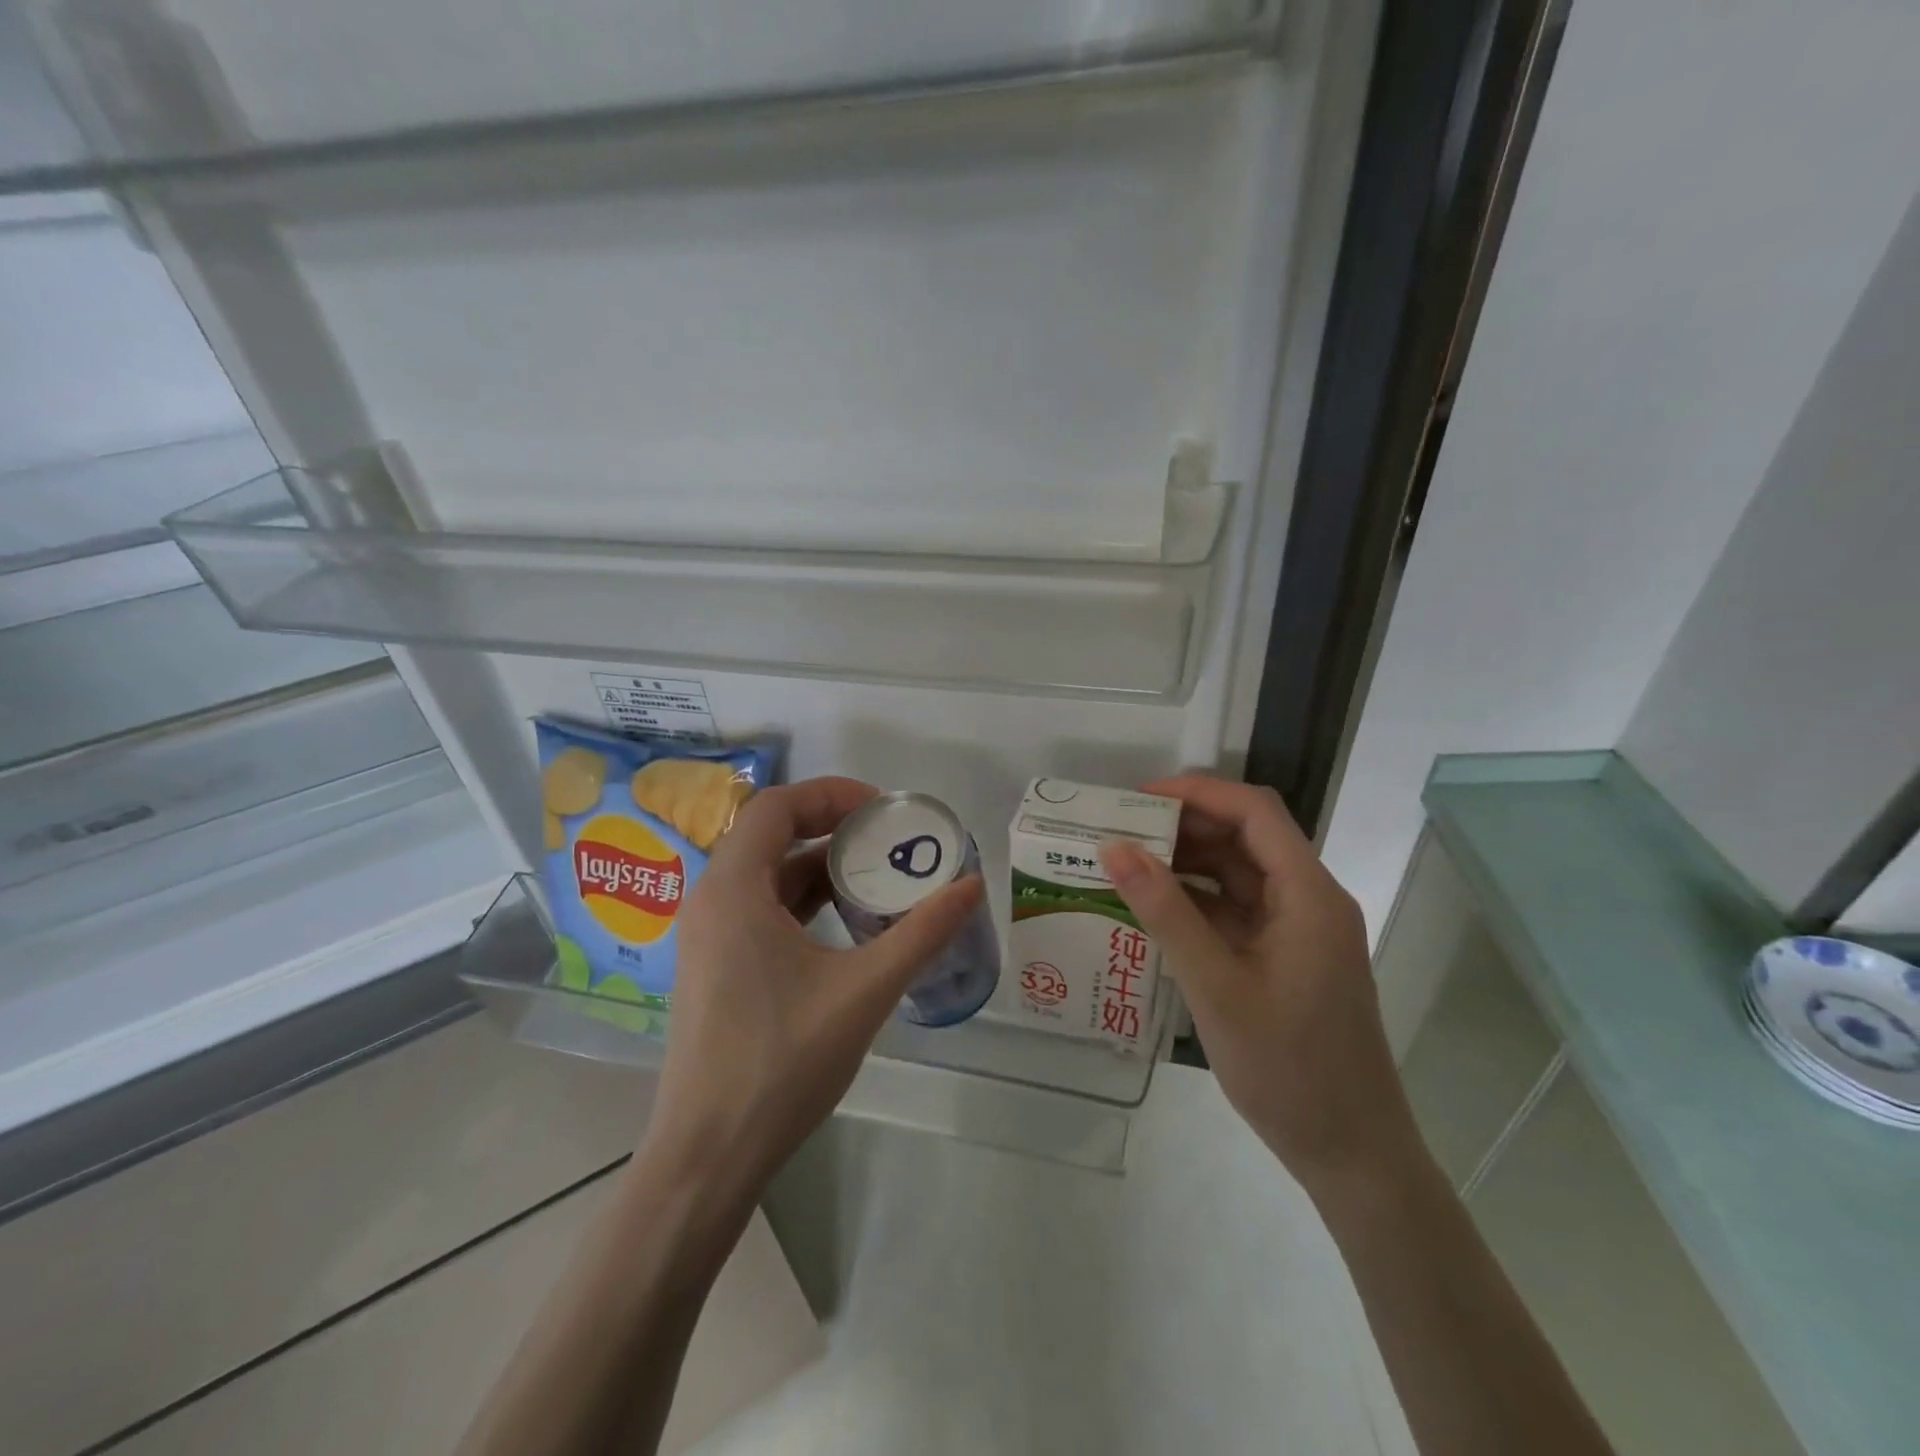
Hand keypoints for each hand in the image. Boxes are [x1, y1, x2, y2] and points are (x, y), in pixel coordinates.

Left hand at [643, 776, 983, 1199]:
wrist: (709, 1155)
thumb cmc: (782, 1062)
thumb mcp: (864, 991)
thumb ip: (921, 933)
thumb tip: (971, 885)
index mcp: (733, 890)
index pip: (777, 806)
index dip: (832, 794)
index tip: (884, 811)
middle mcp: (711, 900)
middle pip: (770, 834)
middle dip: (831, 827)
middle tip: (888, 839)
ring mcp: (707, 936)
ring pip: (766, 874)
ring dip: (819, 866)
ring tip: (877, 876)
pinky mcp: (714, 965)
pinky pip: (760, 908)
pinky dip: (804, 901)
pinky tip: (845, 923)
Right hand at [1100, 775, 1420, 1190]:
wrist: (1351, 1154)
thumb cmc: (1289, 1070)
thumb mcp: (1215, 986)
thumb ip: (1165, 912)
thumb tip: (1115, 848)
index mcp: (1308, 895)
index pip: (1254, 812)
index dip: (1198, 792)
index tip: (1137, 798)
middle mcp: (1309, 900)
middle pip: (1246, 837)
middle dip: (1185, 825)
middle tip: (1121, 831)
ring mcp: (1298, 930)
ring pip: (1239, 872)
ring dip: (1187, 862)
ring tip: (1127, 863)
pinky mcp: (1285, 957)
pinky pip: (1237, 910)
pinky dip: (1196, 901)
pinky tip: (1153, 908)